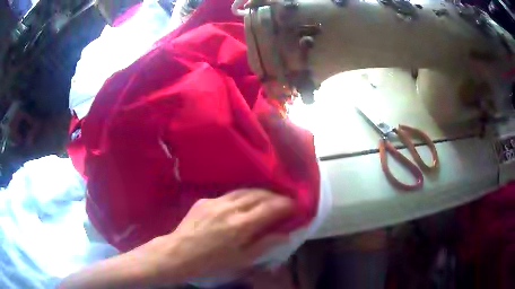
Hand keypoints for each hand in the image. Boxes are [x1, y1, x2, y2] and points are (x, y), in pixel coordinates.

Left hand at [143, 189, 293, 284]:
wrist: (178, 254)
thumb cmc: (211, 263)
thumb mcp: (242, 260)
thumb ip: (265, 245)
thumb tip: (286, 234)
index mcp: (241, 225)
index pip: (271, 207)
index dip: (287, 204)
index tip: (296, 206)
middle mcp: (230, 208)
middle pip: (260, 194)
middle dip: (276, 196)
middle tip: (285, 201)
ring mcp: (216, 201)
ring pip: (245, 190)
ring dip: (261, 193)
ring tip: (269, 198)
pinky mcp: (205, 199)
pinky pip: (229, 194)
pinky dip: (243, 196)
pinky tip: (243, 203)